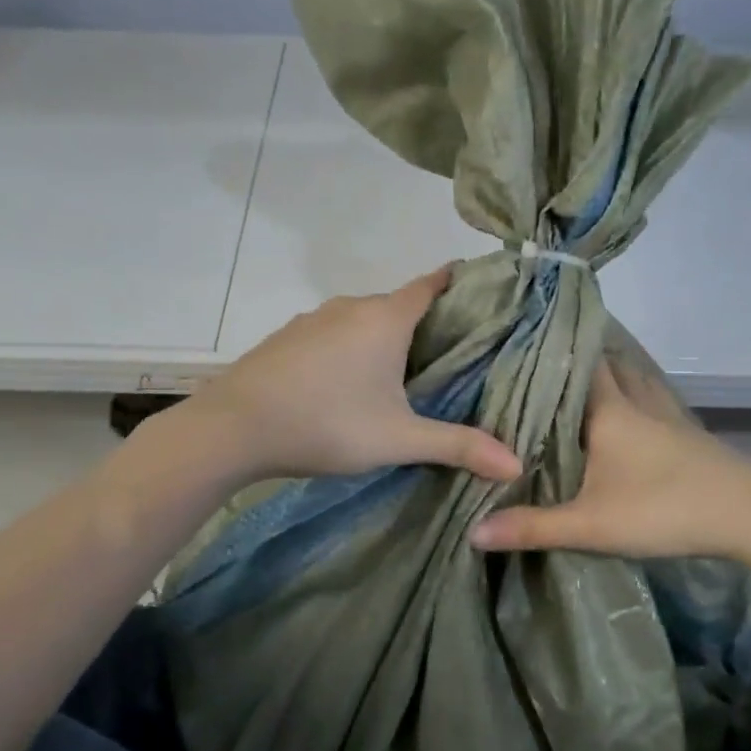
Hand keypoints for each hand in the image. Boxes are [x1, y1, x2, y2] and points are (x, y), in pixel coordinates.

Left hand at [190, 266, 521, 483]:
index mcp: (386, 317)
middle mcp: (351, 307)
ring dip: (386, 337)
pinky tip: (350, 381)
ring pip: (364, 320)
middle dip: (428, 321)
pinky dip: (352, 347)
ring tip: (407, 370)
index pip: (433, 283)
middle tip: (455, 352)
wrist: (233, 428)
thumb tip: (516, 466)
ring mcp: (314, 319)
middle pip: (401, 303)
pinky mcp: (288, 338)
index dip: (461, 284)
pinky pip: (334, 334)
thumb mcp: (399, 439)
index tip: (485, 293)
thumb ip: (458, 447)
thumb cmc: (327, 423)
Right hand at [469, 356, 750, 564]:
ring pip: (631, 377)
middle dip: (573, 358)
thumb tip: (472, 532)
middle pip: (603, 363)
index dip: (547, 348)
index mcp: (609, 409)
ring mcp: (667, 413)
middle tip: (537, 360)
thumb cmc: (664, 508)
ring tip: (575, 376)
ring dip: (607, 372)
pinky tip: (625, 409)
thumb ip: (531, 527)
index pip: (574, 361)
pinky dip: (632, 393)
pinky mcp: (686, 432)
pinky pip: (650, 398)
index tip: (516, 340)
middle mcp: (637, 399)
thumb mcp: (590, 524)